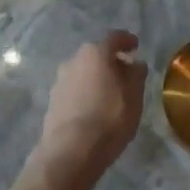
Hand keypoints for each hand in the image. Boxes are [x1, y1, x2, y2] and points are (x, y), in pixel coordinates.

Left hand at [35, 31, 147, 181]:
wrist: (71, 151)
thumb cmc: (109, 119)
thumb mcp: (134, 97)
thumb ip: (136, 75)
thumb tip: (135, 63)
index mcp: (96, 53)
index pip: (114, 38)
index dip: (127, 40)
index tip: (135, 46)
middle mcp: (74, 60)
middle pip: (97, 54)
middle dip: (111, 61)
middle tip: (126, 74)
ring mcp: (60, 80)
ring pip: (84, 72)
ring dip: (97, 78)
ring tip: (110, 94)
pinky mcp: (53, 100)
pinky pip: (75, 89)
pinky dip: (86, 92)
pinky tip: (94, 108)